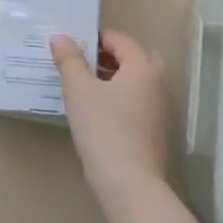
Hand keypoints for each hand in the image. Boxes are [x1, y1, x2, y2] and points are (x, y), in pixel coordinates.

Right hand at [51, 30, 171, 208]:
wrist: (130, 185)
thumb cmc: (103, 129)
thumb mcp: (79, 90)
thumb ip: (69, 60)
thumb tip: (60, 37)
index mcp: (143, 67)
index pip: (121, 39)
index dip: (96, 37)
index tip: (72, 45)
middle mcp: (158, 84)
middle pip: (137, 58)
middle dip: (111, 56)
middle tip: (84, 62)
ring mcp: (161, 109)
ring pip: (139, 81)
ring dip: (116, 77)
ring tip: (86, 86)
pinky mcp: (157, 131)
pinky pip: (139, 102)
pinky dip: (122, 97)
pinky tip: (99, 111)